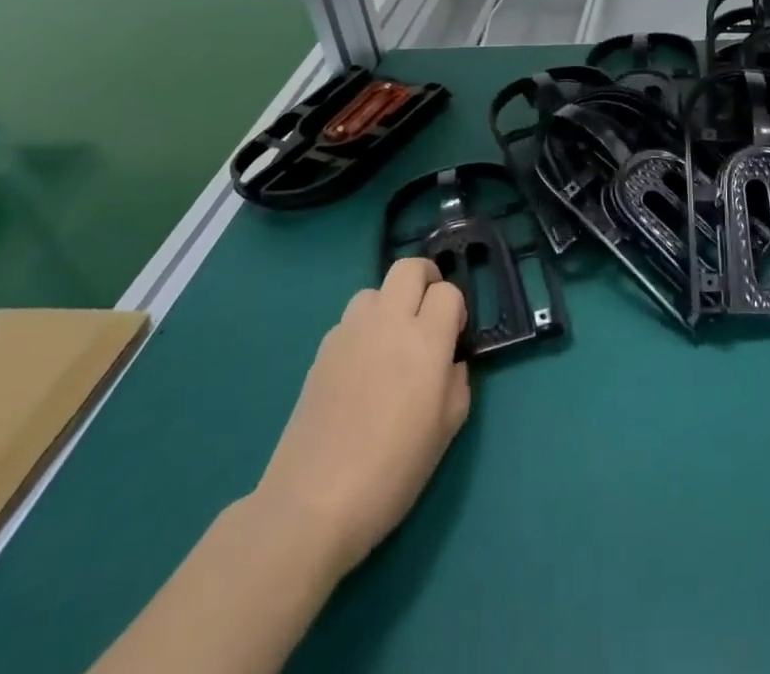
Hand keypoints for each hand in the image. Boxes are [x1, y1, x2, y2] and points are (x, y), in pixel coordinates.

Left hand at [253, 259, 470, 576]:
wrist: (313, 502)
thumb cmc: (392, 470)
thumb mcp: (446, 431)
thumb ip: (457, 383)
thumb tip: (448, 363)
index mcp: (425, 340)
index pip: (447, 292)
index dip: (455, 309)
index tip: (453, 337)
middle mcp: (388, 323)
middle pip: (408, 267)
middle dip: (425, 280)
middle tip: (428, 314)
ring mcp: (349, 333)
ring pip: (374, 290)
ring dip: (389, 304)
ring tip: (391, 342)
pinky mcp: (322, 351)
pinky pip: (349, 320)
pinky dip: (362, 330)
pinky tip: (361, 370)